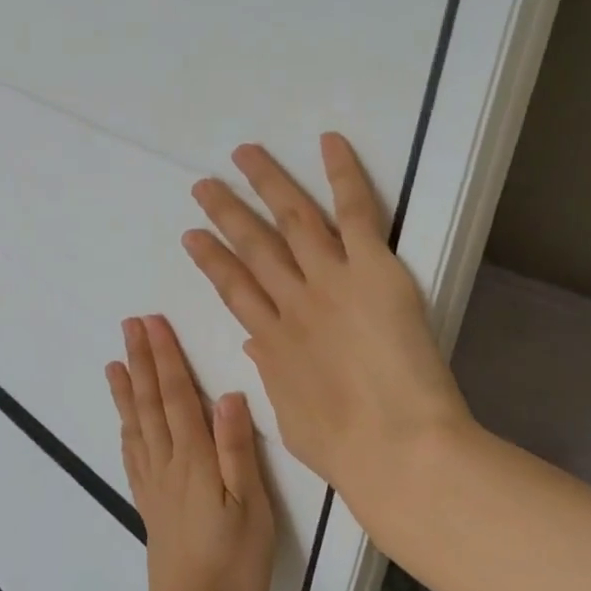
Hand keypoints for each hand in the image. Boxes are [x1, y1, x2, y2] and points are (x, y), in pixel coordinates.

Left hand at [106, 316, 275, 590]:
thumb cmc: (234, 561)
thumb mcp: (251, 507)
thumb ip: (237, 450)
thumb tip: (228, 395)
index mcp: (194, 458)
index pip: (176, 395)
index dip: (165, 357)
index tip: (153, 324)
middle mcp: (168, 462)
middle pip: (150, 402)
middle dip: (141, 360)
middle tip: (129, 326)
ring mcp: (154, 483)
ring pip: (136, 424)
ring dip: (126, 389)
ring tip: (115, 362)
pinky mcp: (149, 503)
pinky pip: (132, 455)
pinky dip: (125, 429)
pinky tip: (124, 422)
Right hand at [182, 133, 472, 536]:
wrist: (397, 447)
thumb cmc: (345, 448)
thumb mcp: (293, 416)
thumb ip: (274, 375)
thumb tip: (259, 345)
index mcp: (273, 341)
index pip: (234, 289)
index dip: (212, 260)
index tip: (193, 237)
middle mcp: (293, 302)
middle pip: (252, 247)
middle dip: (226, 214)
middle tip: (204, 185)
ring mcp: (330, 281)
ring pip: (292, 219)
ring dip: (267, 183)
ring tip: (244, 154)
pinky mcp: (372, 270)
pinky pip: (355, 212)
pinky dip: (342, 174)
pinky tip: (328, 142)